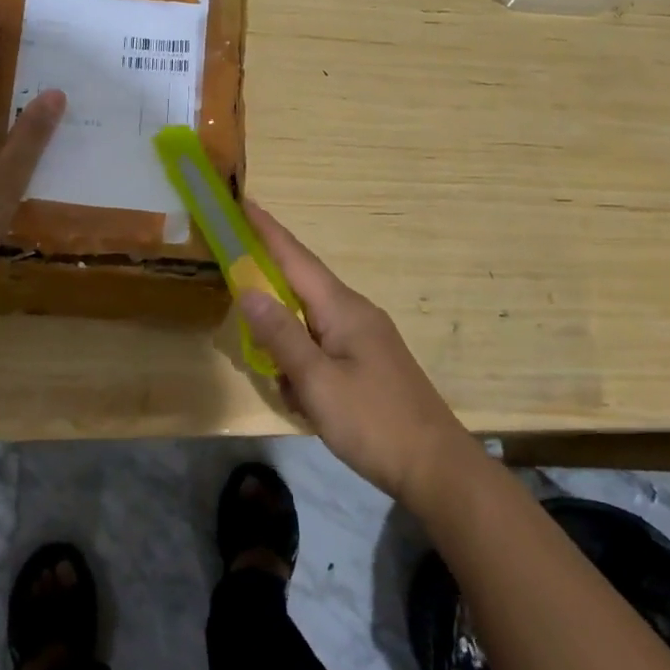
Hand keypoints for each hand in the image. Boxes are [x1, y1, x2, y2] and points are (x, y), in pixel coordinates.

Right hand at [239, 202, 478, 510]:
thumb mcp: (317, 382)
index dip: (267, 230)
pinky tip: (301, 399)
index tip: (242, 202)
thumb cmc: (373, 422)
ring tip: (276, 376)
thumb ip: (280, 335)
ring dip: (285, 340)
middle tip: (233, 280)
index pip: (295, 257)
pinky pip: (323, 348)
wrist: (436, 468)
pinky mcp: (368, 363)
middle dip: (267, 281)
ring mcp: (364, 338)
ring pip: (309, 322)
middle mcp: (354, 312)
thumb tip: (248, 289)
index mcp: (342, 308)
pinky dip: (303, 364)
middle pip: (300, 285)